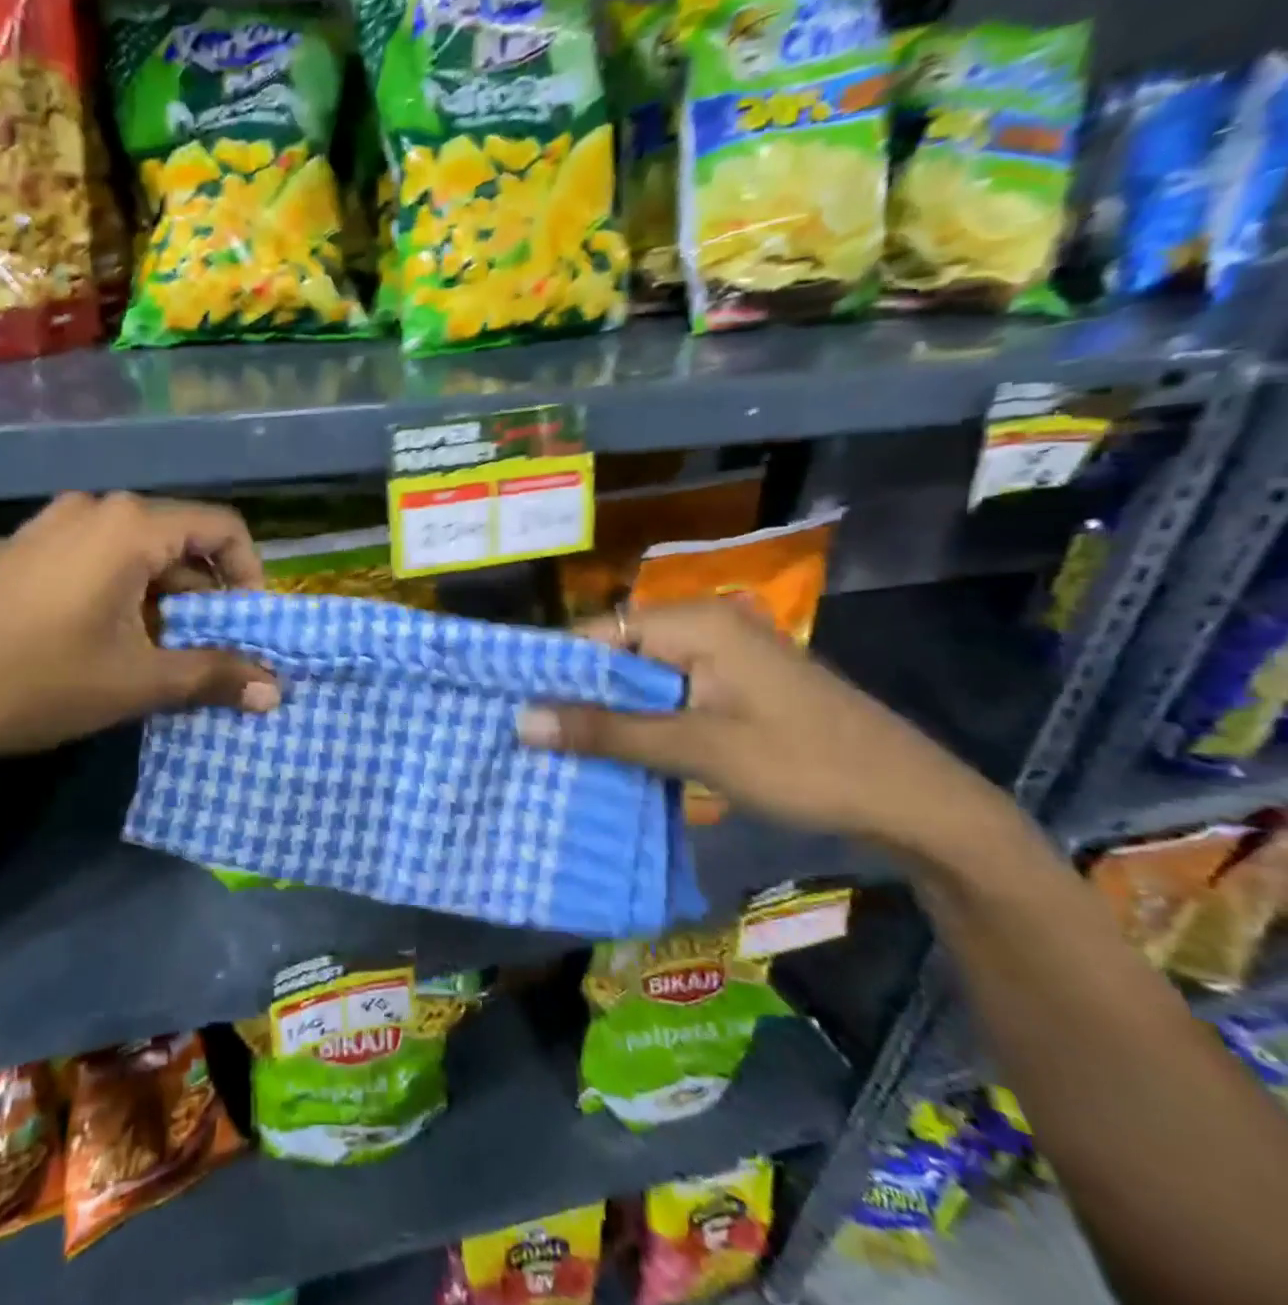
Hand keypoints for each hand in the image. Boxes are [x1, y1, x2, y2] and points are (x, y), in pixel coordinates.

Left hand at [0, 493, 278, 760]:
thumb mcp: (136, 683)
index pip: (221, 527)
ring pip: (134, 550)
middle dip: (202, 594)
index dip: (249, 573)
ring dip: (160, 596)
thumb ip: (214, 676)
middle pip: (178, 539)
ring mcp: (50, 523)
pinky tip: (97, 639)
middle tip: (202, 649)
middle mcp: (93, 508)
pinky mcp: (21, 546)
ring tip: (151, 652)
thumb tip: (276, 691)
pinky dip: (118, 590)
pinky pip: (92, 556)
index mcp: (129, 526)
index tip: (248, 624)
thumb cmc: (38, 681)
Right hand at [516, 598, 1022, 857]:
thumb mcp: (698, 749)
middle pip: (616, 656)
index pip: (597, 634)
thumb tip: (521, 721)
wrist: (916, 804)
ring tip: (554, 750)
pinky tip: (612, 756)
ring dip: (605, 716)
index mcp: (695, 622)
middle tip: (524, 737)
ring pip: (640, 681)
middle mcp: (704, 628)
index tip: (509, 706)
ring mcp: (722, 659)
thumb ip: (608, 732)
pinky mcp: (733, 690)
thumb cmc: (805, 765)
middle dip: (575, 697)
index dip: (552, 669)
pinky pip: (667, 699)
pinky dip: (639, 725)